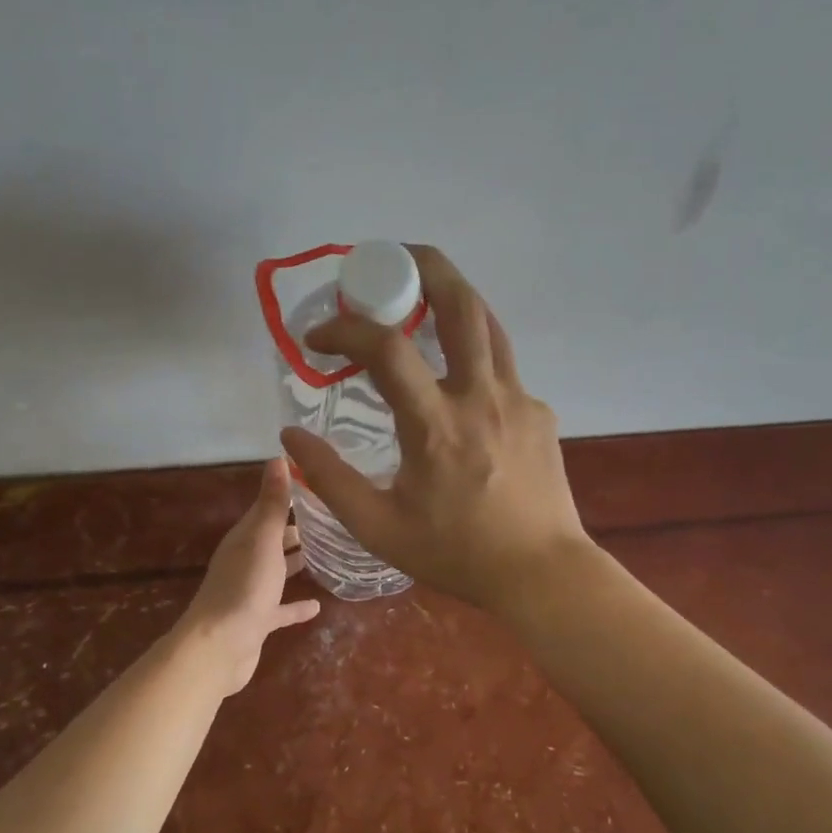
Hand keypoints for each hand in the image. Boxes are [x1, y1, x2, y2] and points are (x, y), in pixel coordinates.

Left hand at [177, 458, 321, 695]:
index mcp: (245, 538)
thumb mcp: (263, 539)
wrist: (219, 647)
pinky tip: (317, 606)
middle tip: (334, 519)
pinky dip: (296, 605)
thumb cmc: (245, 587)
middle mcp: (246, 561)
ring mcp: (251, 592)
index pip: (269, 508)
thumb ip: (272, 502)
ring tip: (329, 554)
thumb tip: (278, 456)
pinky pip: (281, 609)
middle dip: (298, 529)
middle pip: (274, 539)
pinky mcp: (258, 621)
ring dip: (297, 563)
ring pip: (277, 571)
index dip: (291, 495)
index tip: (321, 485)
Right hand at [279, 245, 590, 614]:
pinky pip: (503, 366)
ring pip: (489, 323)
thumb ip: (330, 478)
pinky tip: (459, 379)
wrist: (542, 573)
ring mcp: (518, 399)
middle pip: (460, 303)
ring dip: (455, 296)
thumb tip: (289, 434)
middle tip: (391, 258)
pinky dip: (474, 352)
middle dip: (424, 265)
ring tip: (425, 294)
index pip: (386, 347)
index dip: (344, 329)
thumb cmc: (457, 554)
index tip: (318, 336)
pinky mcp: (540, 412)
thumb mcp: (379, 527)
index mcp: (436, 424)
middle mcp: (480, 396)